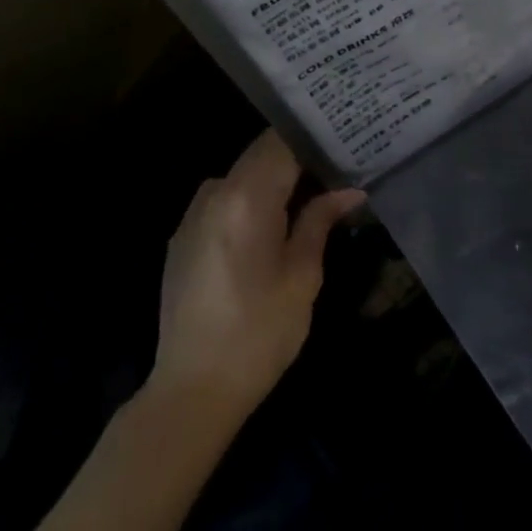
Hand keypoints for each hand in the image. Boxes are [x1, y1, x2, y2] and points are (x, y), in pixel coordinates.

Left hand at [151, 130, 363, 420]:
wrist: (190, 394)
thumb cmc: (258, 334)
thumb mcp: (302, 276)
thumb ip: (321, 220)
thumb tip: (349, 190)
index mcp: (247, 196)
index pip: (284, 140)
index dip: (314, 137)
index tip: (343, 141)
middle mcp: (216, 191)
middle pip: (262, 153)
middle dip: (297, 157)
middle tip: (334, 167)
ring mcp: (194, 212)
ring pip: (244, 174)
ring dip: (273, 179)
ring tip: (308, 196)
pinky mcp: (182, 235)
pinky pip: (224, 199)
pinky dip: (250, 200)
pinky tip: (269, 227)